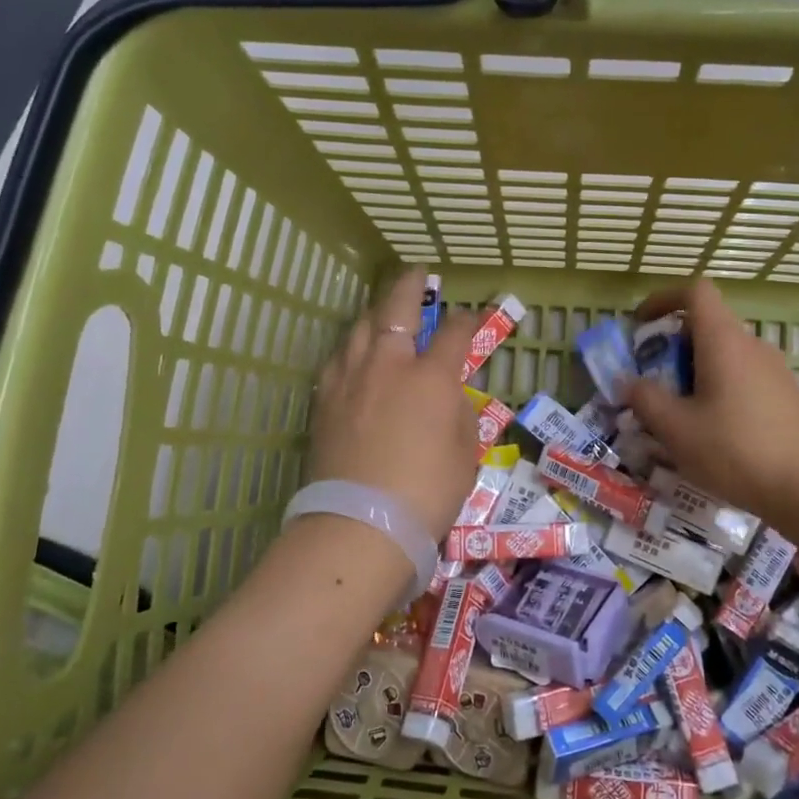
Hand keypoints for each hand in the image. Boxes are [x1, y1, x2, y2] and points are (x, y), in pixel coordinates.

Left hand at [307, 268, 481, 542]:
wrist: (361, 524)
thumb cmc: (427, 492)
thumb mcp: (466, 452)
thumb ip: (459, 412)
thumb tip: (447, 394)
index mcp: (431, 377)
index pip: (454, 332)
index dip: (467, 319)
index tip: (473, 316)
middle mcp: (388, 365)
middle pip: (396, 308)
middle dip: (409, 285)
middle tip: (416, 274)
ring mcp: (351, 379)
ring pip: (360, 327)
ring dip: (375, 312)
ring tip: (382, 310)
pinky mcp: (324, 400)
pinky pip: (338, 358)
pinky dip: (352, 347)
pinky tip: (355, 354)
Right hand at [623, 280, 798, 531]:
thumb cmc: (738, 450)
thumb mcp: (677, 429)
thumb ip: (646, 399)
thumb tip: (628, 381)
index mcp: (724, 340)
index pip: (695, 292)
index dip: (663, 299)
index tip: (640, 325)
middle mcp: (751, 346)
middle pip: (707, 326)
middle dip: (672, 347)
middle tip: (651, 381)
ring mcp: (774, 371)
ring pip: (724, 356)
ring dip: (694, 373)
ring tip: (676, 414)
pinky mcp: (785, 397)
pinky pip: (742, 379)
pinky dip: (718, 391)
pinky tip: (710, 433)